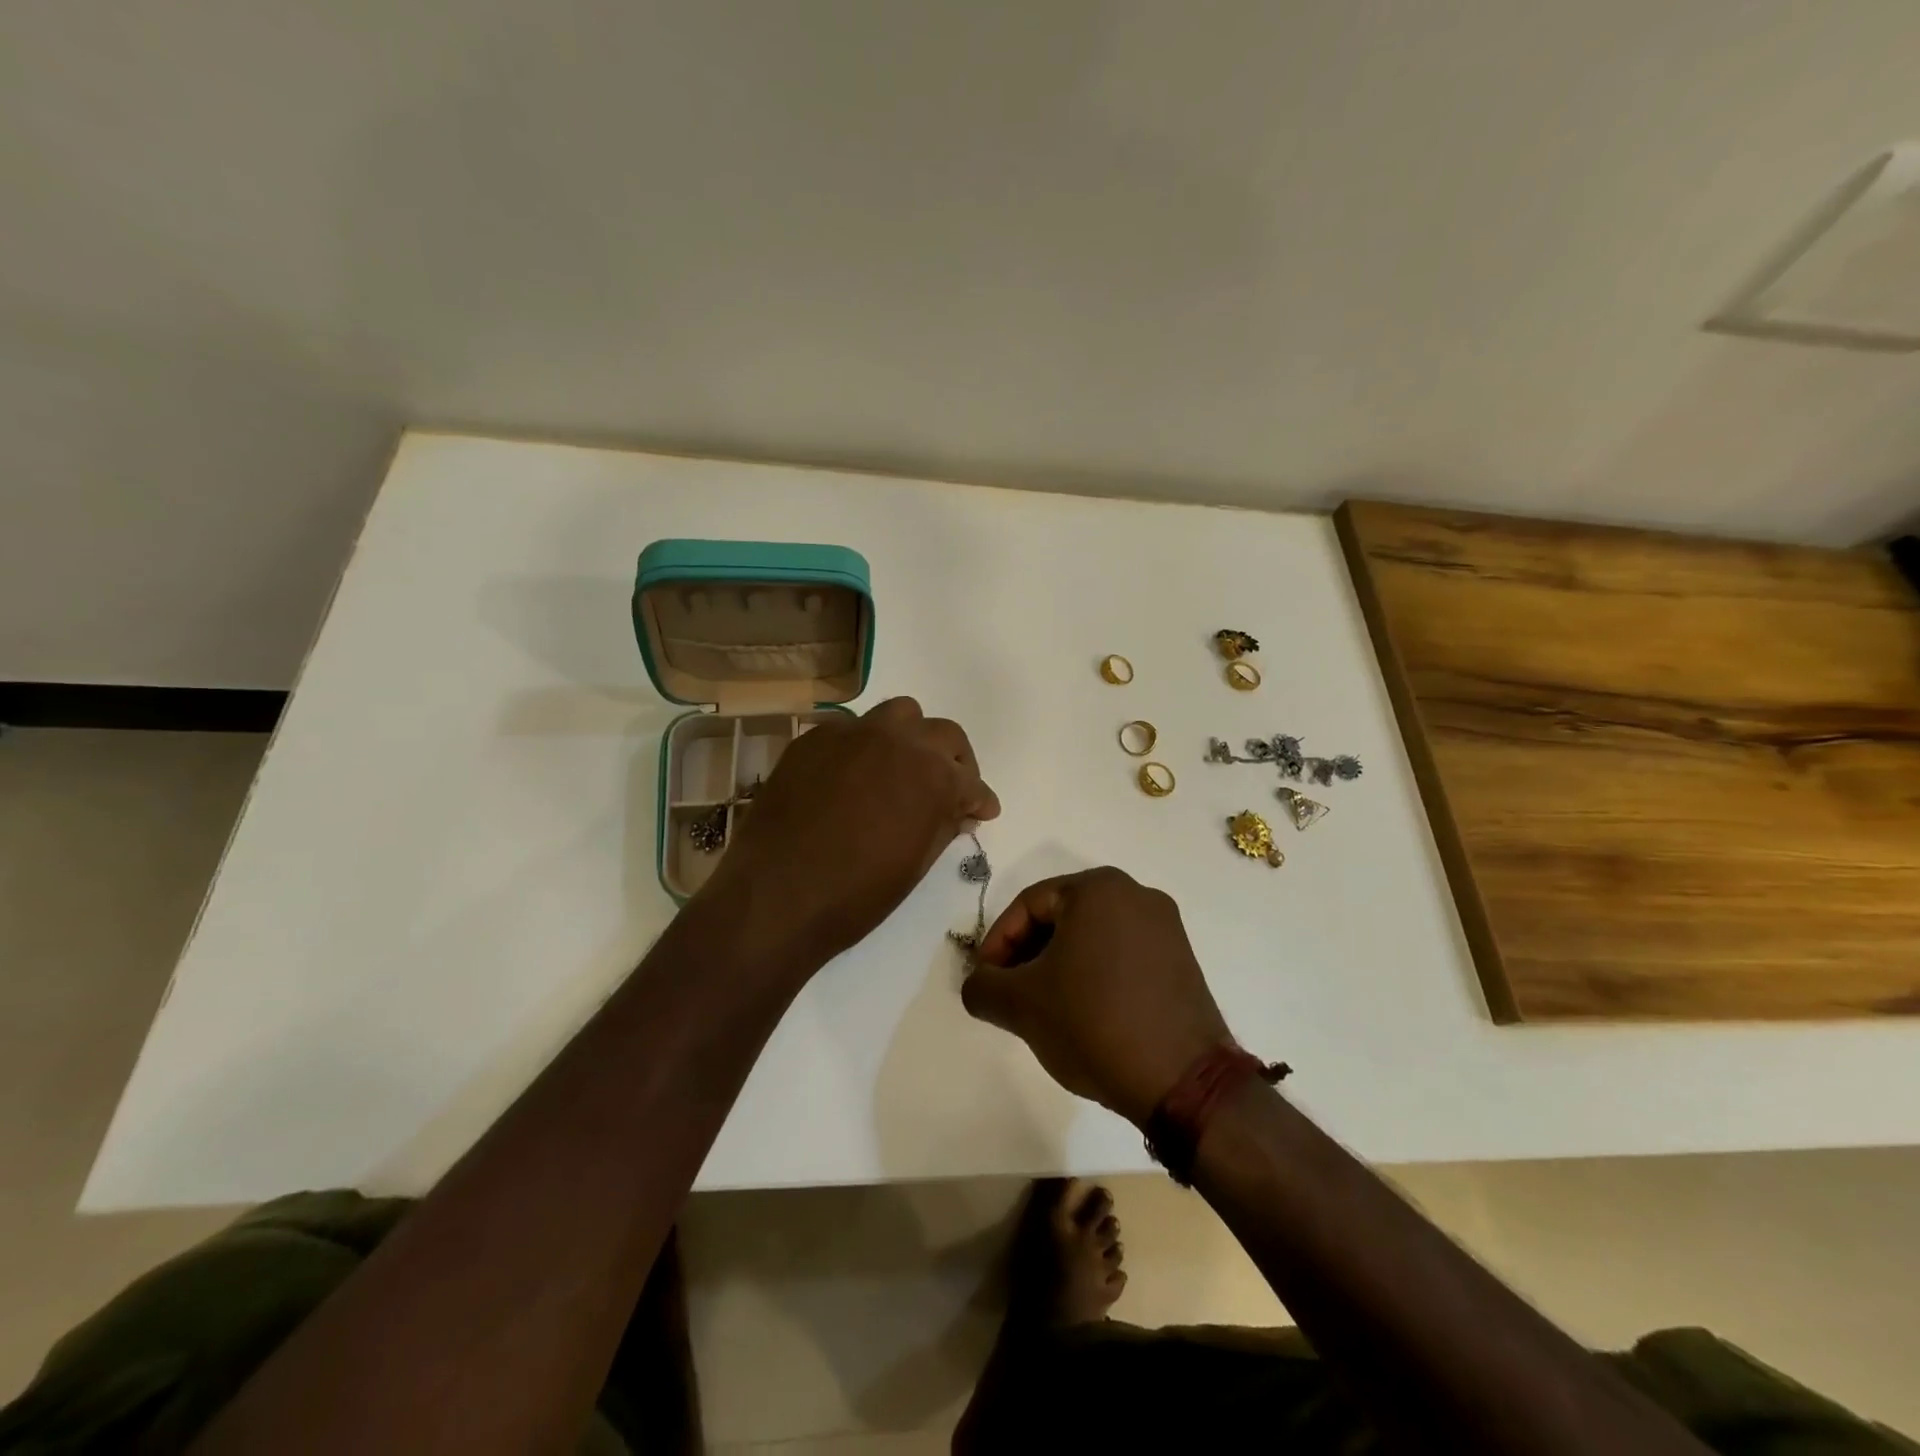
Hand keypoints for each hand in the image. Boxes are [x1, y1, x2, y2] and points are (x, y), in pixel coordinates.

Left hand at [700, 697, 998, 966]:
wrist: (776, 896)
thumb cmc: (857, 894)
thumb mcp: (916, 865)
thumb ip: (944, 826)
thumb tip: (959, 811)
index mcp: (934, 775)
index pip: (971, 781)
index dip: (980, 800)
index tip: (982, 811)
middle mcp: (899, 740)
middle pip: (943, 734)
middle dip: (954, 760)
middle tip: (949, 787)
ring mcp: (853, 733)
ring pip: (898, 714)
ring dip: (909, 738)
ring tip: (901, 768)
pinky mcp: (814, 738)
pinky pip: (851, 729)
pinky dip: (864, 747)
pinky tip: (853, 776)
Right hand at [960, 867, 1230, 1126]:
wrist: (1182, 1080)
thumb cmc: (1093, 1022)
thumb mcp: (1020, 1005)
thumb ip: (983, 987)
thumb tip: (979, 985)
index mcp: (1098, 888)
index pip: (1029, 905)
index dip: (997, 942)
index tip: (985, 981)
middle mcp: (1136, 894)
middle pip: (1062, 917)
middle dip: (1028, 954)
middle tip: (1010, 993)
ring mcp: (1165, 927)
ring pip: (1092, 937)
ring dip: (1059, 967)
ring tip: (1044, 1008)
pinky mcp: (1182, 961)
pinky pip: (1122, 955)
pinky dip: (1094, 975)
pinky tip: (1084, 1014)